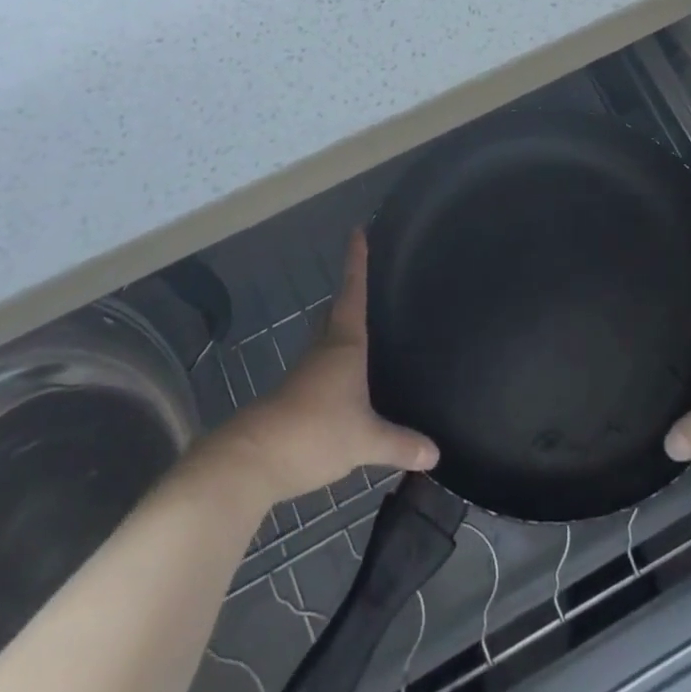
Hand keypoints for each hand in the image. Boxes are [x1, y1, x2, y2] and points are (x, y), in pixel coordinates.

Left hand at [206, 230, 438, 506]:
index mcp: (344, 344)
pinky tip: (349, 381)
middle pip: (337, 310)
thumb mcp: (365, 440)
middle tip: (368, 277)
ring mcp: (306, 374)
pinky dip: (337, 364)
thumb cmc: (315, 431)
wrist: (254, 460)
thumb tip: (436, 454)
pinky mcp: (296, 397)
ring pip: (328, 339)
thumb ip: (400, 444)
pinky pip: (322, 369)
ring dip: (342, 328)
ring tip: (367, 328)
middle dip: (350, 292)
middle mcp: (324, 350)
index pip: (353, 291)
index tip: (358, 231)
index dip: (356, 261)